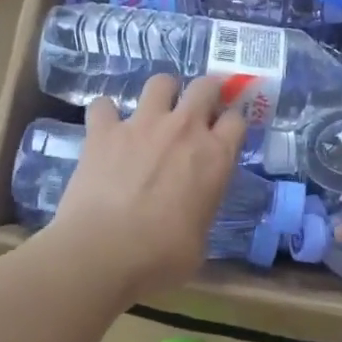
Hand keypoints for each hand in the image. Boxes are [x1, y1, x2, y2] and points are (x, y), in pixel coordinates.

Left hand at [42, 73, 247, 300]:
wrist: (103, 253)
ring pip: (160, 82)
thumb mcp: (199, 243)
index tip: (226, 132)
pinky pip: (104, 105)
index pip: (238, 119)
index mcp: (215, 157)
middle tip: (198, 110)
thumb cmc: (160, 258)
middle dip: (206, 92)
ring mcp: (142, 125)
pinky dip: (105, 114)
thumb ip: (201, 213)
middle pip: (205, 86)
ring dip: (162, 93)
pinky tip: (105, 129)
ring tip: (155, 111)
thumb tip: (192, 214)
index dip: (233, 122)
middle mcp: (184, 130)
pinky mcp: (103, 131)